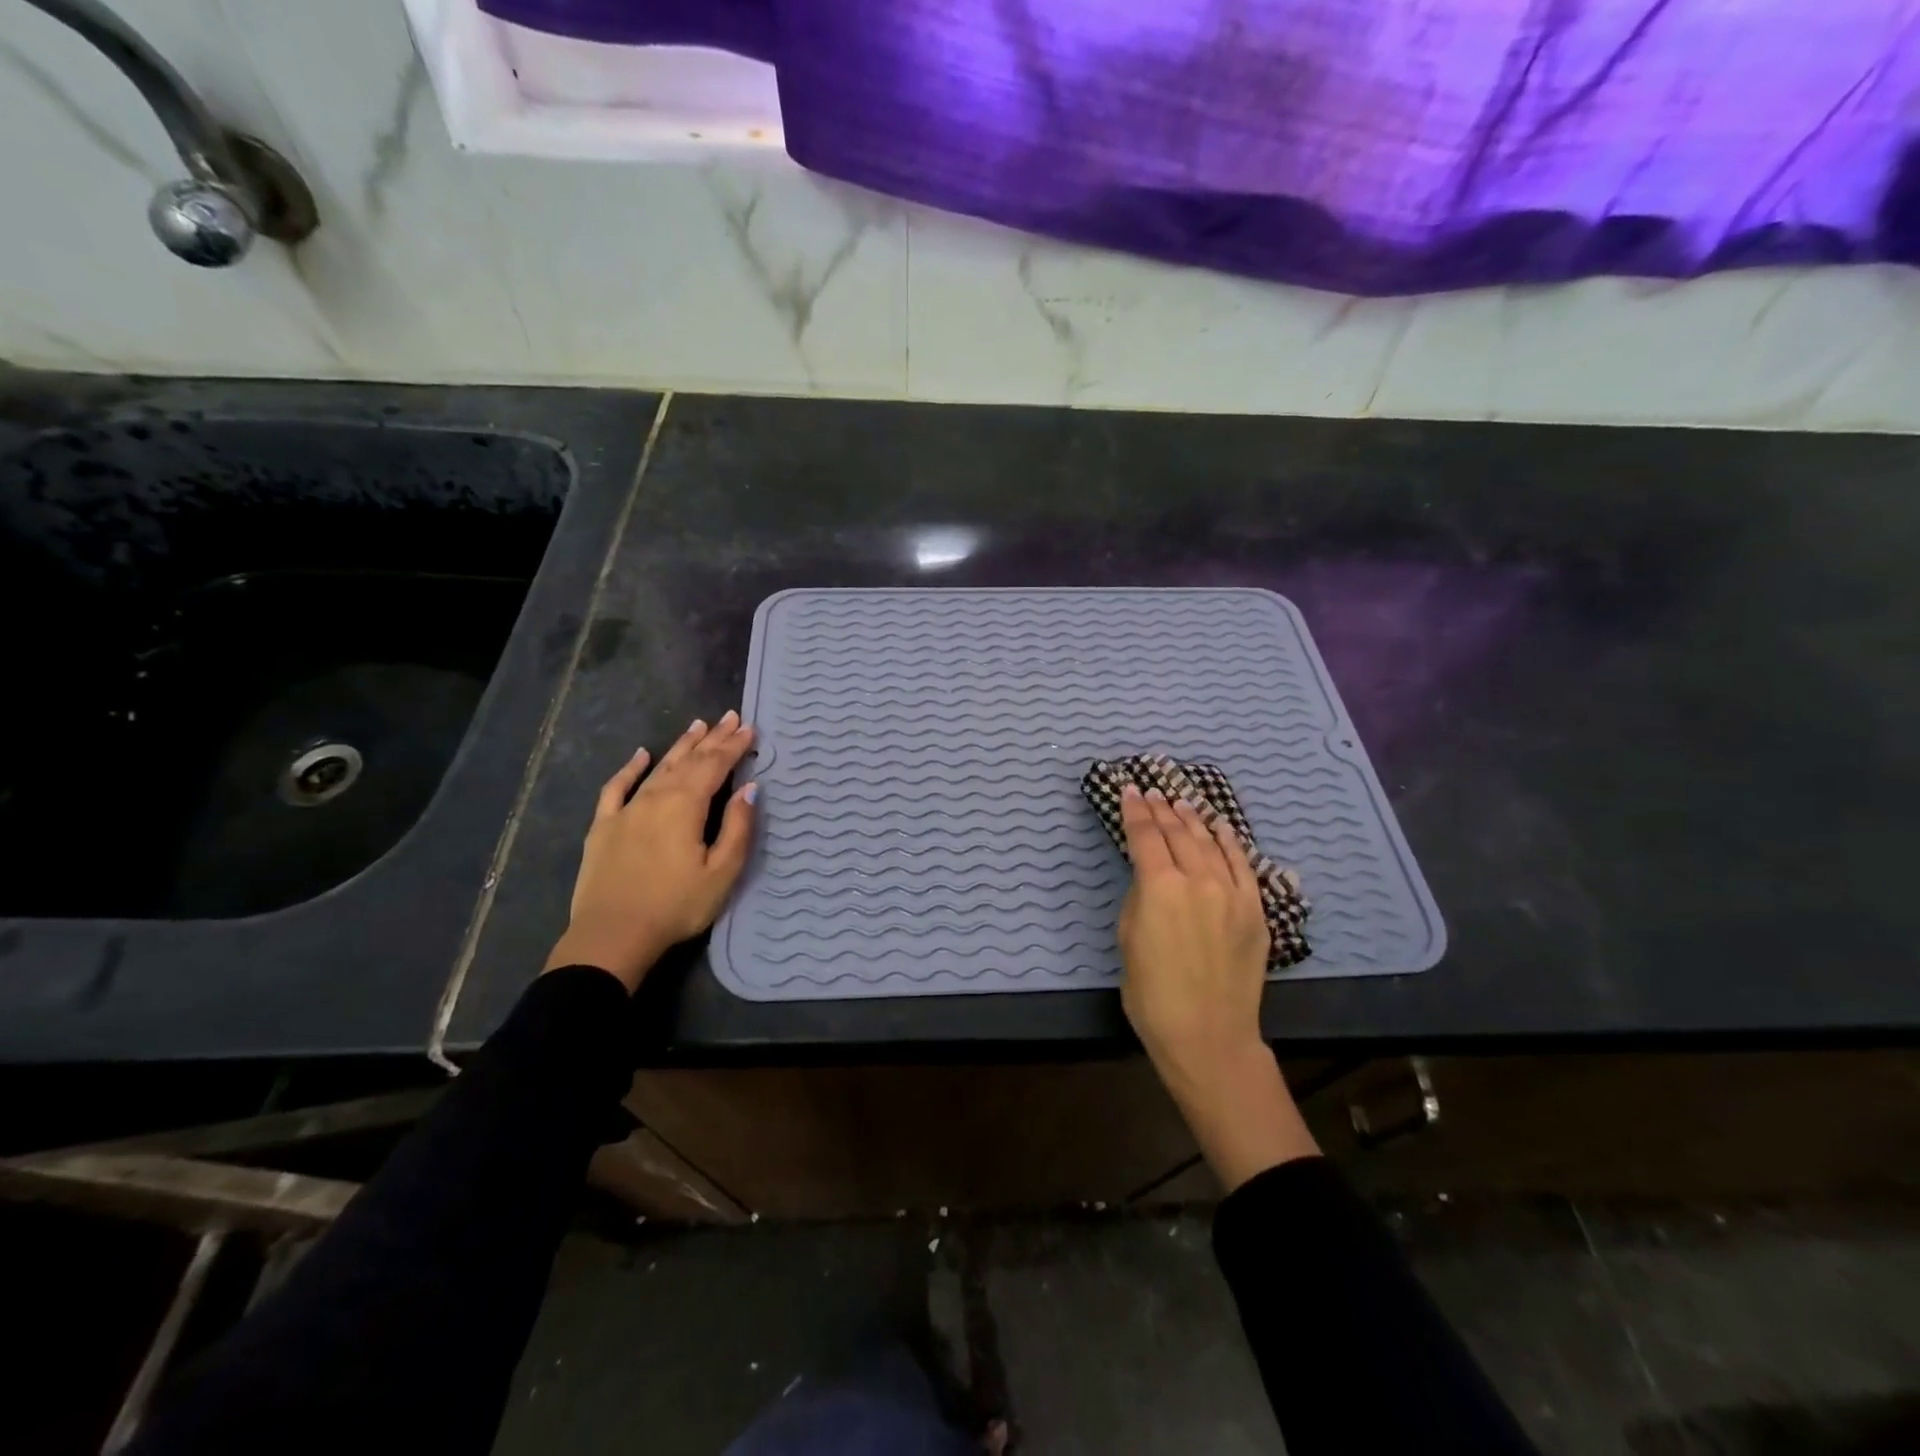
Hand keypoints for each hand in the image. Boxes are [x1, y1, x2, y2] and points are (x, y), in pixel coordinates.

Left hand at [544, 712, 757, 990]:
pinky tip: (640, 755)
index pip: (715, 766)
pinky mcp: (603, 826)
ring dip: (680, 746)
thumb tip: (749, 788)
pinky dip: (630, 768)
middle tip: (730, 717)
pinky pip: (617, 787)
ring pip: (658, 768)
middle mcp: (656, 798)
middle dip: (712, 738)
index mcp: (686, 806)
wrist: (612, 936)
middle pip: (688, 761)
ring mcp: (626, 810)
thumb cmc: (676, 906)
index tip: (750, 728)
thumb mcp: (721, 872)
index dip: (734, 746)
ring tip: (697, 726)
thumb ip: (737, 827)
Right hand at [1118, 784, 1318, 1189]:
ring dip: (1193, 819)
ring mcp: (1232, 893)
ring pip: (1210, 842)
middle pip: (1178, 833)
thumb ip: (1139, 898)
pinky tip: (1220, 826)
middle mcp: (1198, 880)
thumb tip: (1150, 878)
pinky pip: (1242, 864)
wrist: (1208, 1035)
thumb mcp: (1127, 940)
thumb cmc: (1152, 994)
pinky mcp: (1255, 909)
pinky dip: (1229, 841)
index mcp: (1159, 887)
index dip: (1135, 811)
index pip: (1145, 836)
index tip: (1129, 791)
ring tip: (1181, 801)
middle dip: (1162, 809)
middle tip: (1151, 792)